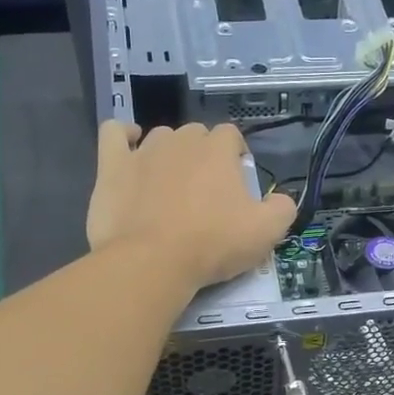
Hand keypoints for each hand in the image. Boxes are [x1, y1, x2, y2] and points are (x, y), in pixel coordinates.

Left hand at [86, 121, 295, 287]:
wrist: (152, 262)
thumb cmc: (212, 244)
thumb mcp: (266, 233)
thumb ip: (282, 209)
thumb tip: (282, 200)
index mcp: (218, 150)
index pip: (232, 137)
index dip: (236, 158)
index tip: (237, 187)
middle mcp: (181, 140)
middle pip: (196, 136)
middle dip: (204, 157)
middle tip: (206, 194)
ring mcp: (143, 150)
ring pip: (160, 137)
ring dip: (169, 153)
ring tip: (171, 184)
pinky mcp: (111, 165)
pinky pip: (114, 133)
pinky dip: (122, 136)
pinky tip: (129, 148)